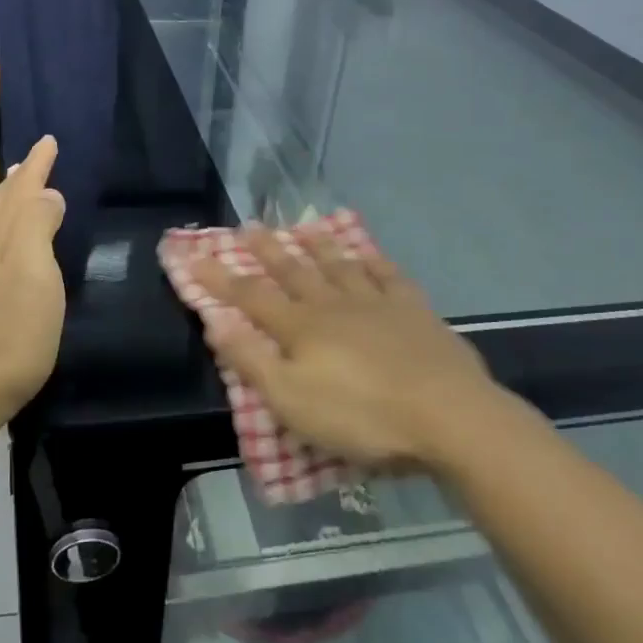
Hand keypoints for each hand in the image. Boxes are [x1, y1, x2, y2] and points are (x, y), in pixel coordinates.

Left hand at [0, 134, 66, 428]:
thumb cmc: (13, 327)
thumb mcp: (34, 271)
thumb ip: (38, 227)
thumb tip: (48, 193)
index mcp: (3, 239)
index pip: (21, 190)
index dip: (36, 165)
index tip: (49, 140)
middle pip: (5, 205)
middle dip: (21, 179)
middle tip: (33, 159)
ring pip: (0, 227)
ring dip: (14, 203)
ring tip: (24, 192)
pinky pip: (1, 250)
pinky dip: (13, 233)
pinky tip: (18, 248)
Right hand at [193, 224, 508, 469]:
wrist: (448, 416)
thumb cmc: (362, 417)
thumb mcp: (291, 400)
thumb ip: (251, 360)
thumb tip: (215, 321)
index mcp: (301, 328)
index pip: (249, 297)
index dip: (218, 277)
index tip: (193, 255)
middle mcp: (334, 305)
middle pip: (293, 271)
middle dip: (267, 250)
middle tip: (248, 225)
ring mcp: (377, 303)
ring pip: (340, 265)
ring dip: (319, 245)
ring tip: (304, 225)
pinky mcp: (415, 311)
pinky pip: (389, 276)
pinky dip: (374, 261)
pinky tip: (369, 254)